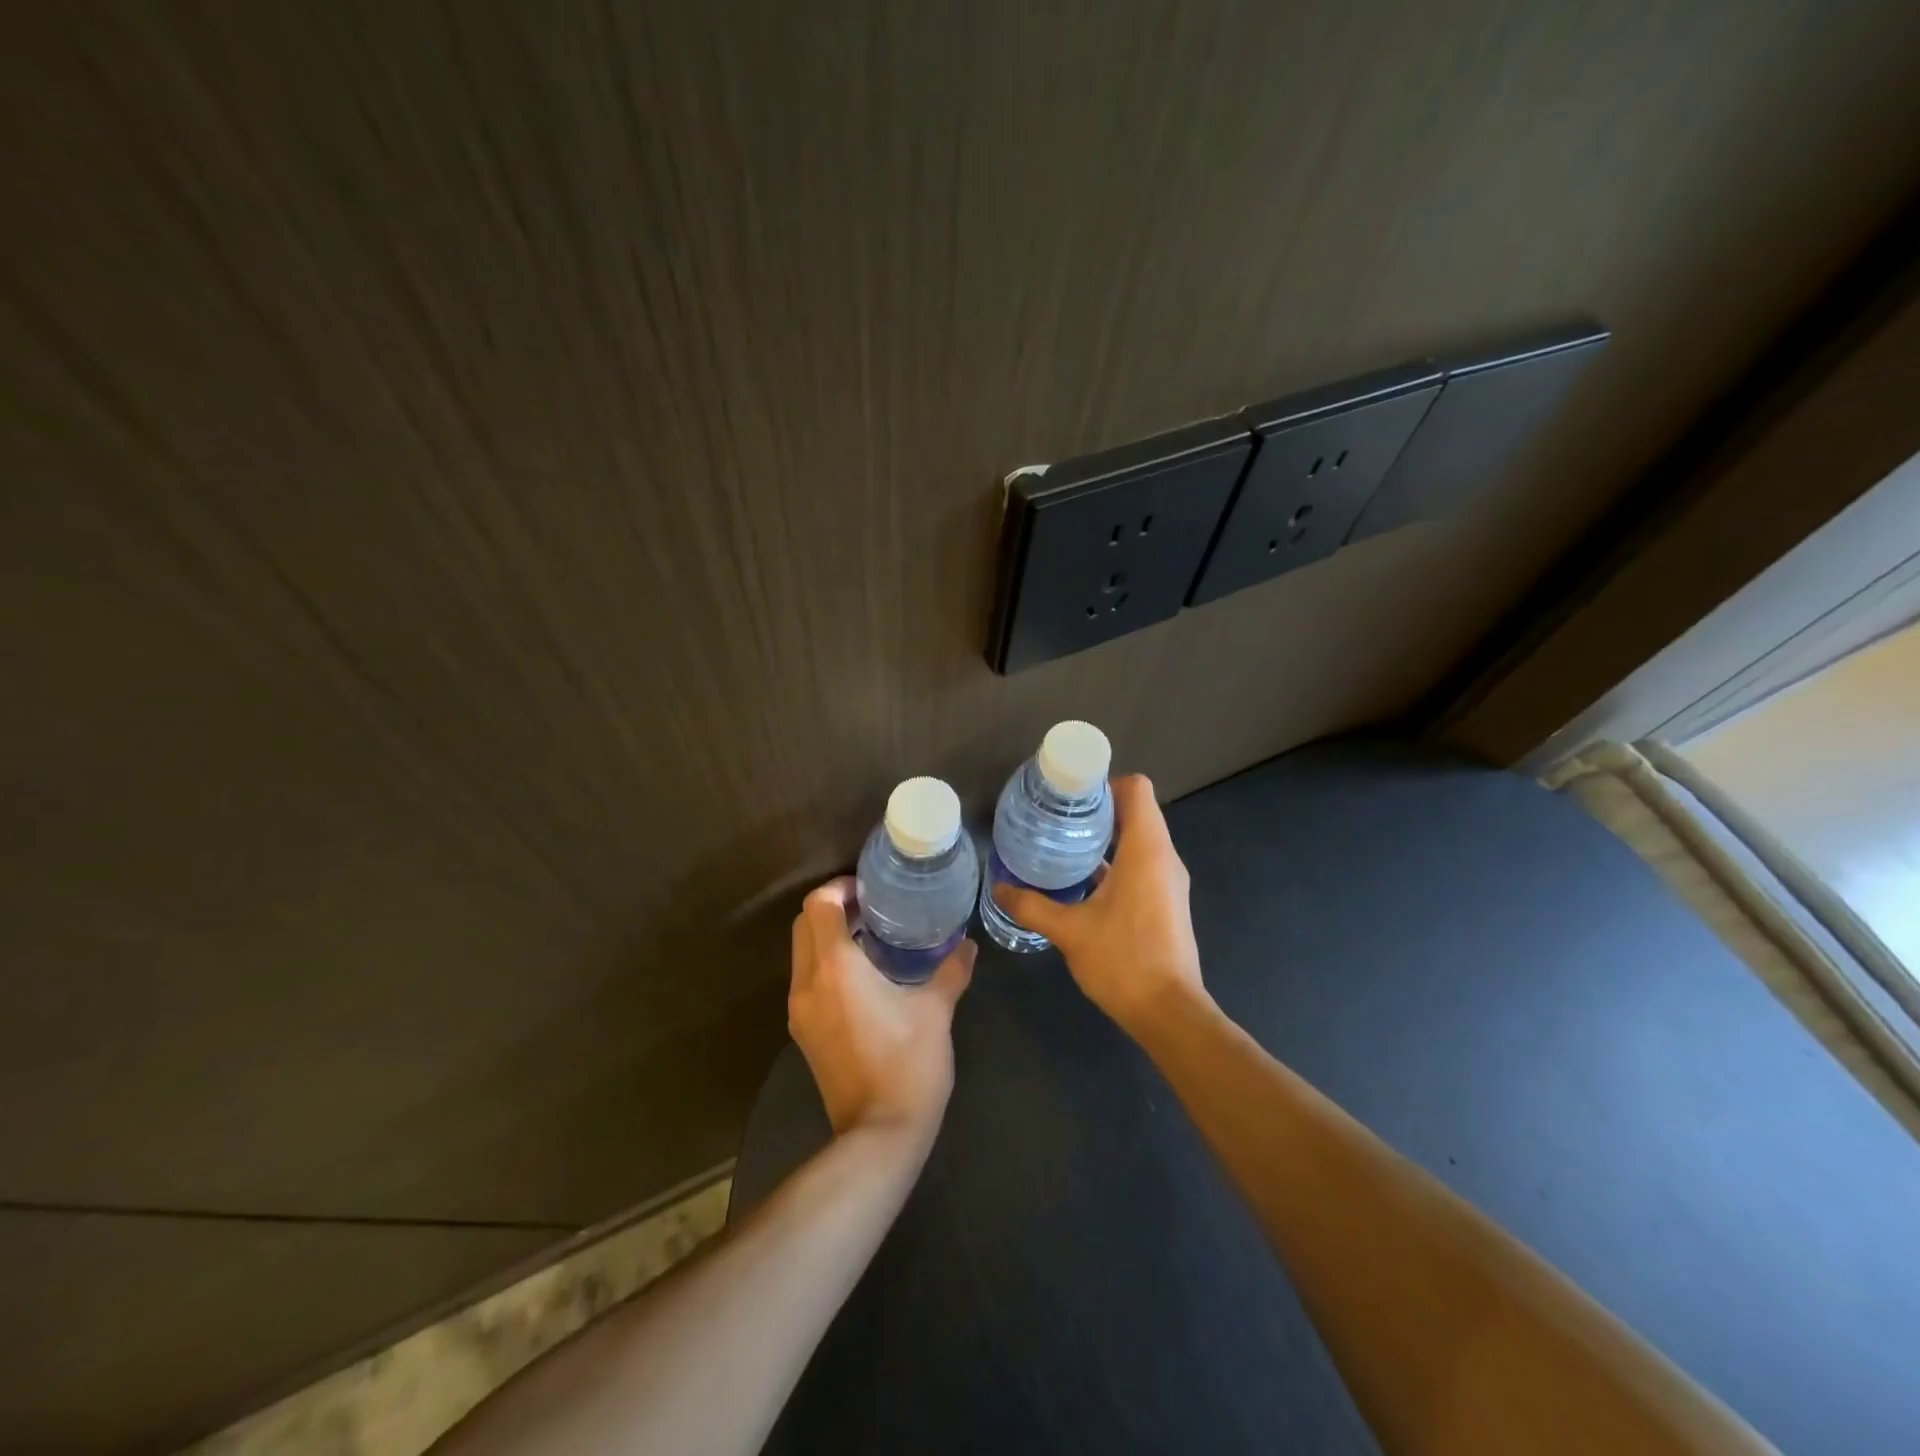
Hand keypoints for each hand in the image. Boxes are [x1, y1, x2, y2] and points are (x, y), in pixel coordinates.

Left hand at [788, 877, 975, 1140]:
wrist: (879, 1135)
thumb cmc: (909, 1063)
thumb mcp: (936, 1010)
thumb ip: (952, 970)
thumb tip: (968, 945)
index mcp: (835, 967)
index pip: (818, 905)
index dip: (840, 888)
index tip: (870, 890)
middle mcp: (807, 983)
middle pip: (803, 925)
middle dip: (831, 908)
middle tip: (871, 908)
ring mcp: (800, 1011)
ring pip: (801, 953)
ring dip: (827, 937)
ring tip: (870, 937)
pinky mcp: (803, 1033)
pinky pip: (807, 980)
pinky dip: (825, 964)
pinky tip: (863, 976)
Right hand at [992, 774, 1205, 1035]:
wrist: (1169, 1013)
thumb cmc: (1123, 961)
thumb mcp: (1069, 931)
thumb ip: (1031, 906)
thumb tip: (999, 889)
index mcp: (1146, 850)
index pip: (1136, 789)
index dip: (1104, 783)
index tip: (1070, 795)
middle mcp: (1164, 858)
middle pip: (1136, 811)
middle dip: (1097, 809)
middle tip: (1056, 817)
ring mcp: (1169, 881)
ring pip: (1139, 839)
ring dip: (1106, 837)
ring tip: (1063, 844)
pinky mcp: (1167, 901)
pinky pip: (1142, 863)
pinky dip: (1115, 861)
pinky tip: (1082, 880)